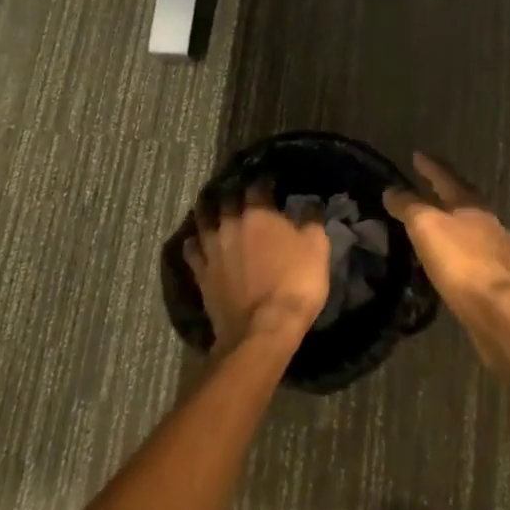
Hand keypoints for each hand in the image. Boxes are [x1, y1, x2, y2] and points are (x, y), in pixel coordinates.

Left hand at [184, 179, 330, 354]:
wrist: (262, 329)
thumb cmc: (295, 283)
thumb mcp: (317, 248)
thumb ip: (312, 220)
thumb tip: (311, 203)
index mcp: (258, 214)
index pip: (257, 186)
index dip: (264, 180)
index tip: (269, 180)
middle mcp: (230, 224)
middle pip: (226, 199)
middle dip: (234, 192)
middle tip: (239, 190)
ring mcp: (212, 249)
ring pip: (203, 220)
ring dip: (209, 211)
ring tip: (213, 208)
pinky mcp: (201, 274)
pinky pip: (192, 250)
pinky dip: (195, 242)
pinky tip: (197, 241)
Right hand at [384, 153, 509, 371]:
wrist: (499, 311)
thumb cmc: (461, 262)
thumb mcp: (426, 227)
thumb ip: (408, 206)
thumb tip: (392, 190)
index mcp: (471, 203)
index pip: (446, 176)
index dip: (429, 165)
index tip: (416, 155)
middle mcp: (488, 220)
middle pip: (460, 199)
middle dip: (441, 192)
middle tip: (421, 187)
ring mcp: (497, 248)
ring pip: (468, 226)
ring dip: (449, 221)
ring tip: (430, 223)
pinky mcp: (497, 276)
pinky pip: (471, 252)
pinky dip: (455, 248)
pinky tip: (447, 258)